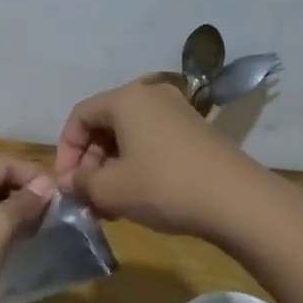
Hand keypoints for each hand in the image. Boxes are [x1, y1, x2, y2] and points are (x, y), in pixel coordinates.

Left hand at [0, 157, 54, 302]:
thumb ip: (20, 204)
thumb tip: (45, 184)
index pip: (0, 164)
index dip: (31, 174)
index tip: (60, 196)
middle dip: (24, 193)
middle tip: (54, 214)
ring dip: (15, 213)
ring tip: (41, 229)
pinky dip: (1, 231)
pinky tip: (17, 245)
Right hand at [55, 79, 262, 238]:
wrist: (237, 200)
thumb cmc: (164, 186)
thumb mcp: (111, 189)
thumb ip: (81, 183)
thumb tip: (70, 182)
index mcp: (127, 99)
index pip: (80, 116)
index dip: (65, 150)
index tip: (67, 184)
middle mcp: (151, 95)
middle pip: (105, 125)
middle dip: (90, 163)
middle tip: (86, 198)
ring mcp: (177, 112)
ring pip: (129, 137)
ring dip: (112, 169)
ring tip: (108, 206)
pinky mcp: (195, 132)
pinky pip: (152, 143)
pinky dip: (136, 167)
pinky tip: (135, 199)